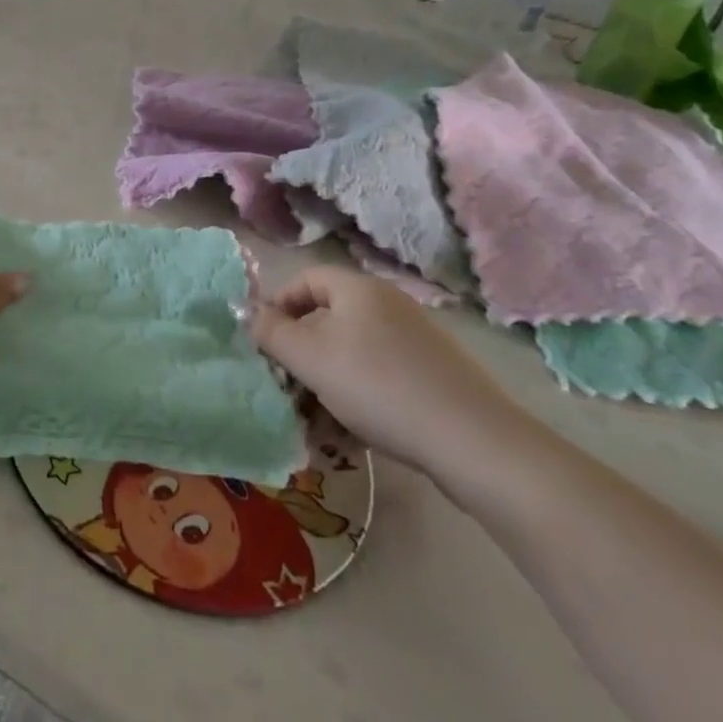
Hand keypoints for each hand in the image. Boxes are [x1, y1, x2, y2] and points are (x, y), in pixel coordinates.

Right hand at [248, 266, 532, 478]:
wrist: (474, 442)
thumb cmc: (378, 386)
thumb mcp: (310, 358)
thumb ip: (270, 332)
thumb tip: (247, 312)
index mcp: (358, 289)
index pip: (304, 279)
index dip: (277, 306)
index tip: (263, 343)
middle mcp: (388, 304)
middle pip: (327, 319)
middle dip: (300, 354)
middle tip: (286, 389)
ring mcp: (415, 340)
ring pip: (352, 353)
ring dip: (326, 383)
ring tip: (314, 423)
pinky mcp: (434, 375)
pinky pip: (380, 376)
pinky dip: (358, 397)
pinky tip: (350, 435)